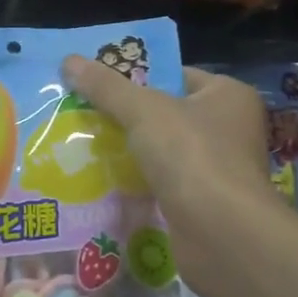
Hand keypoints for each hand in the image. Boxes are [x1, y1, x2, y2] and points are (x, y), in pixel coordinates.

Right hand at [60, 56, 274, 296]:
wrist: (223, 236)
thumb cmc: (192, 156)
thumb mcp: (143, 110)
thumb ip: (106, 86)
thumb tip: (69, 60)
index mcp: (227, 95)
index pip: (175, 75)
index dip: (135, 76)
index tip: (96, 82)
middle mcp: (229, 128)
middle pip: (165, 113)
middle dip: (124, 116)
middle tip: (80, 111)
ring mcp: (216, 169)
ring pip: (160, 150)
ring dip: (127, 150)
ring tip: (80, 143)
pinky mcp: (202, 203)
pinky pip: (160, 183)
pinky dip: (135, 182)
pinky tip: (99, 180)